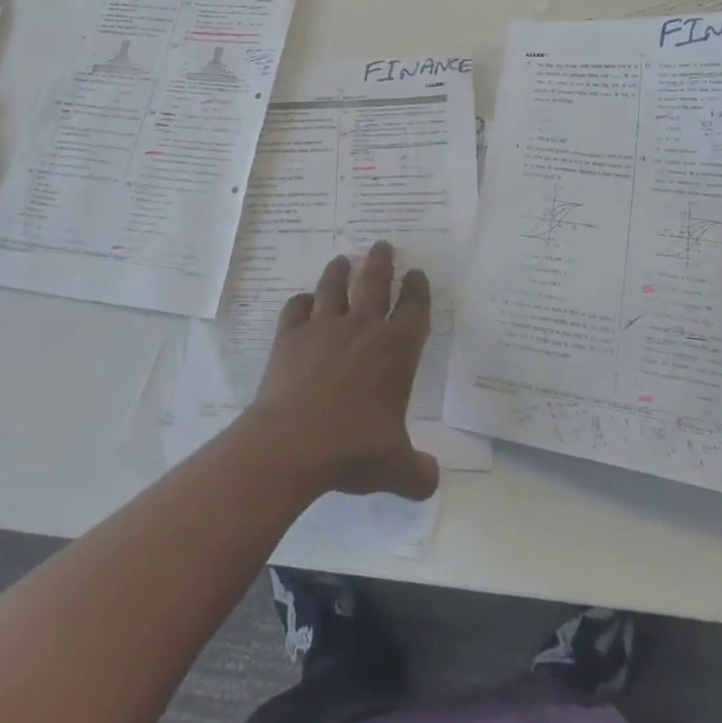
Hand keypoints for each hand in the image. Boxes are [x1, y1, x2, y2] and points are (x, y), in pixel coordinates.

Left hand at [245, 241, 439, 501]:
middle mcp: (362, 329)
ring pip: (334, 287)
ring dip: (339, 271)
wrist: (292, 443)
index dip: (417, 289)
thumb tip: (432, 477)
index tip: (416, 274)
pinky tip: (303, 301)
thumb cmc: (353, 449)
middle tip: (382, 245)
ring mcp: (323, 329)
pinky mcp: (290, 337)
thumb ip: (420, 472)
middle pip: (374, 283)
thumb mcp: (397, 470)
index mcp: (395, 351)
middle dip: (381, 262)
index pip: (413, 309)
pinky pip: (296, 308)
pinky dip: (301, 301)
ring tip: (343, 259)